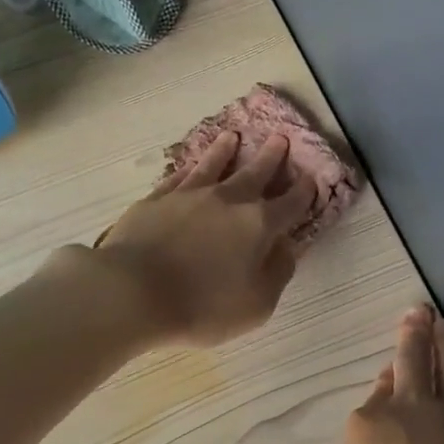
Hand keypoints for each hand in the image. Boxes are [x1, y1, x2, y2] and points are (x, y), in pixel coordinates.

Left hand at [91, 131, 314, 346]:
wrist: (132, 291)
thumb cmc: (202, 306)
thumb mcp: (257, 305)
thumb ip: (277, 273)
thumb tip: (286, 247)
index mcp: (258, 225)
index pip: (290, 203)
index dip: (304, 192)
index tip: (312, 178)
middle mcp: (227, 200)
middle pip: (255, 173)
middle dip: (271, 157)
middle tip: (280, 138)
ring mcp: (189, 195)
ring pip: (213, 165)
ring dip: (226, 150)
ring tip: (232, 136)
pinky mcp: (156, 199)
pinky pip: (179, 177)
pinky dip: (189, 168)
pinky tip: (190, 166)